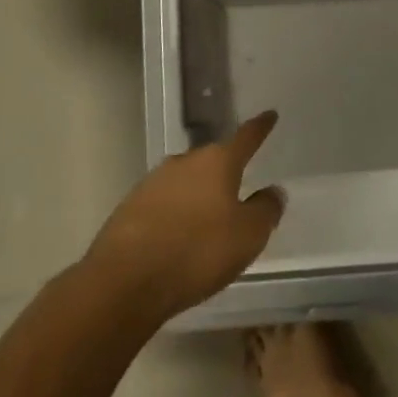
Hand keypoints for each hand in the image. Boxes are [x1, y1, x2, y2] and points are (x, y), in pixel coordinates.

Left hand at [83, 111, 285, 321]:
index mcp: (217, 162)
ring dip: (198, 194)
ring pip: (186, 181)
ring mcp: (153, 182)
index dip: (260, 127)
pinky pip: (164, 203)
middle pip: (212, 159)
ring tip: (208, 218)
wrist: (124, 282)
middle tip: (239, 186)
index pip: (246, 137)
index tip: (269, 114)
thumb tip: (273, 191)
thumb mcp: (248, 236)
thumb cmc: (197, 252)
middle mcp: (185, 162)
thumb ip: (266, 209)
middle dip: (226, 169)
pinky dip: (176, 214)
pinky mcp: (130, 207)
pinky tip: (178, 236)